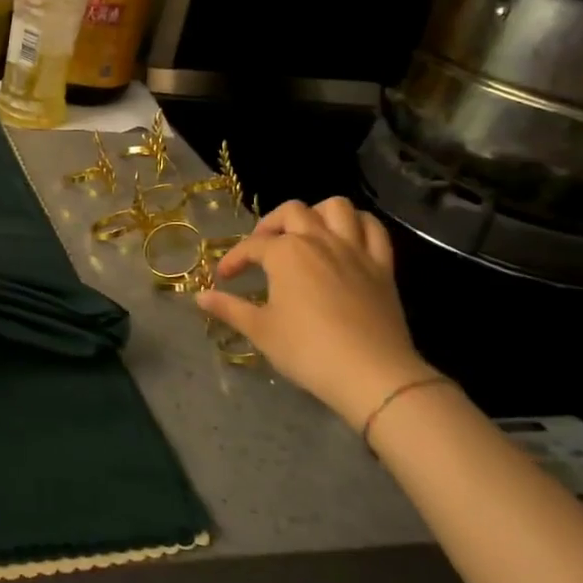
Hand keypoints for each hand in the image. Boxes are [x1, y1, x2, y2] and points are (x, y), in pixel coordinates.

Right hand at [197, 197, 429, 429]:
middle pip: (293, 212)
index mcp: (286, 252)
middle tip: (262, 248)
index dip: (234, 259)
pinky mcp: (383, 266)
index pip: (252, 246)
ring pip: (337, 208)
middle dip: (272, 224)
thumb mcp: (260, 330)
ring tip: (306, 234)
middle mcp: (319, 240)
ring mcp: (354, 250)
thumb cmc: (307, 350)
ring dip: (318, 214)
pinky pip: (374, 230)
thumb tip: (199, 296)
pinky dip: (359, 226)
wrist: (372, 373)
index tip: (224, 278)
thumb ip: (229, 308)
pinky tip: (346, 240)